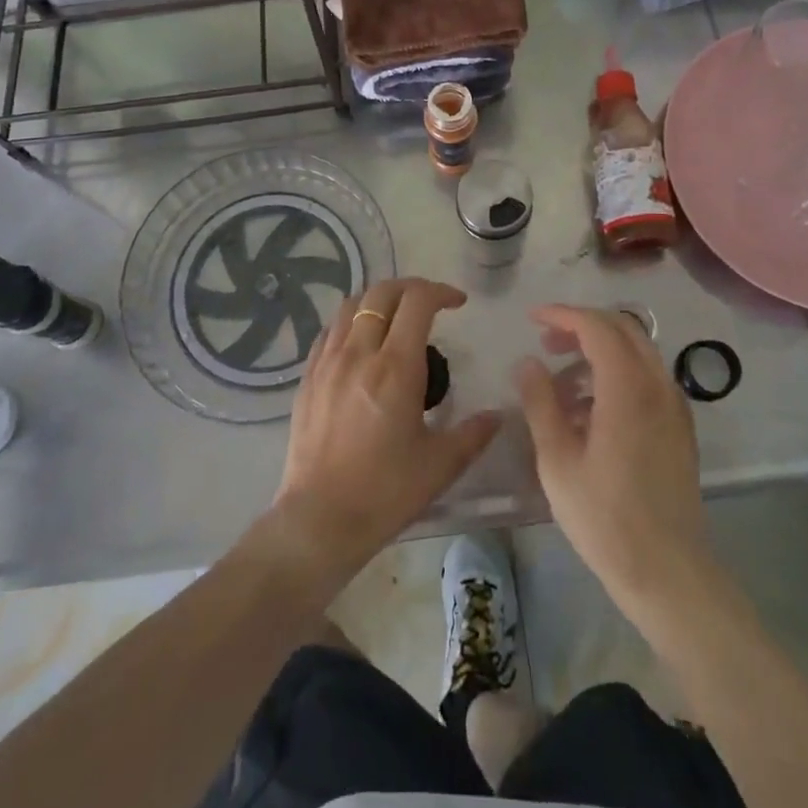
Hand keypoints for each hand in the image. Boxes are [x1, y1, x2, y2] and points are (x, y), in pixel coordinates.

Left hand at [269, 278, 499, 590]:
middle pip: (382, 293)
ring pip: (351, 305)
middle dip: (411, 288)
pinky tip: (361, 344)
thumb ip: (473, 433)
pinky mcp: (308, 377)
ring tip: (396, 319)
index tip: (458, 303)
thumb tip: (498, 415)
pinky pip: (329, 331)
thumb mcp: (440, 465)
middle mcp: (359, 353)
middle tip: (431, 304)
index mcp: (395, 367)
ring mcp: (327, 362)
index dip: (441, 292)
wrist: (320, 520)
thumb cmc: (385, 492)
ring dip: (379, 301)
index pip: (417, 302)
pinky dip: (350, 322)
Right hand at [515, 305, 717, 623]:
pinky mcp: (680, 427)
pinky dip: (618, 373)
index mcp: (628, 387)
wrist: (668, 572)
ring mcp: (674, 406)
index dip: (562, 314)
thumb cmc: (605, 518)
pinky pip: (648, 378)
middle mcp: (658, 384)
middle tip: (546, 343)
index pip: (596, 326)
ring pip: (638, 352)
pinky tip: (592, 409)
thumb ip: (541, 402)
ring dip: (600, 350)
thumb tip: (528, 362)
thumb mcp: (557, 461)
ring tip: (563, 382)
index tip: (532, 319)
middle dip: (582, 325)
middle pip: (622, 328)